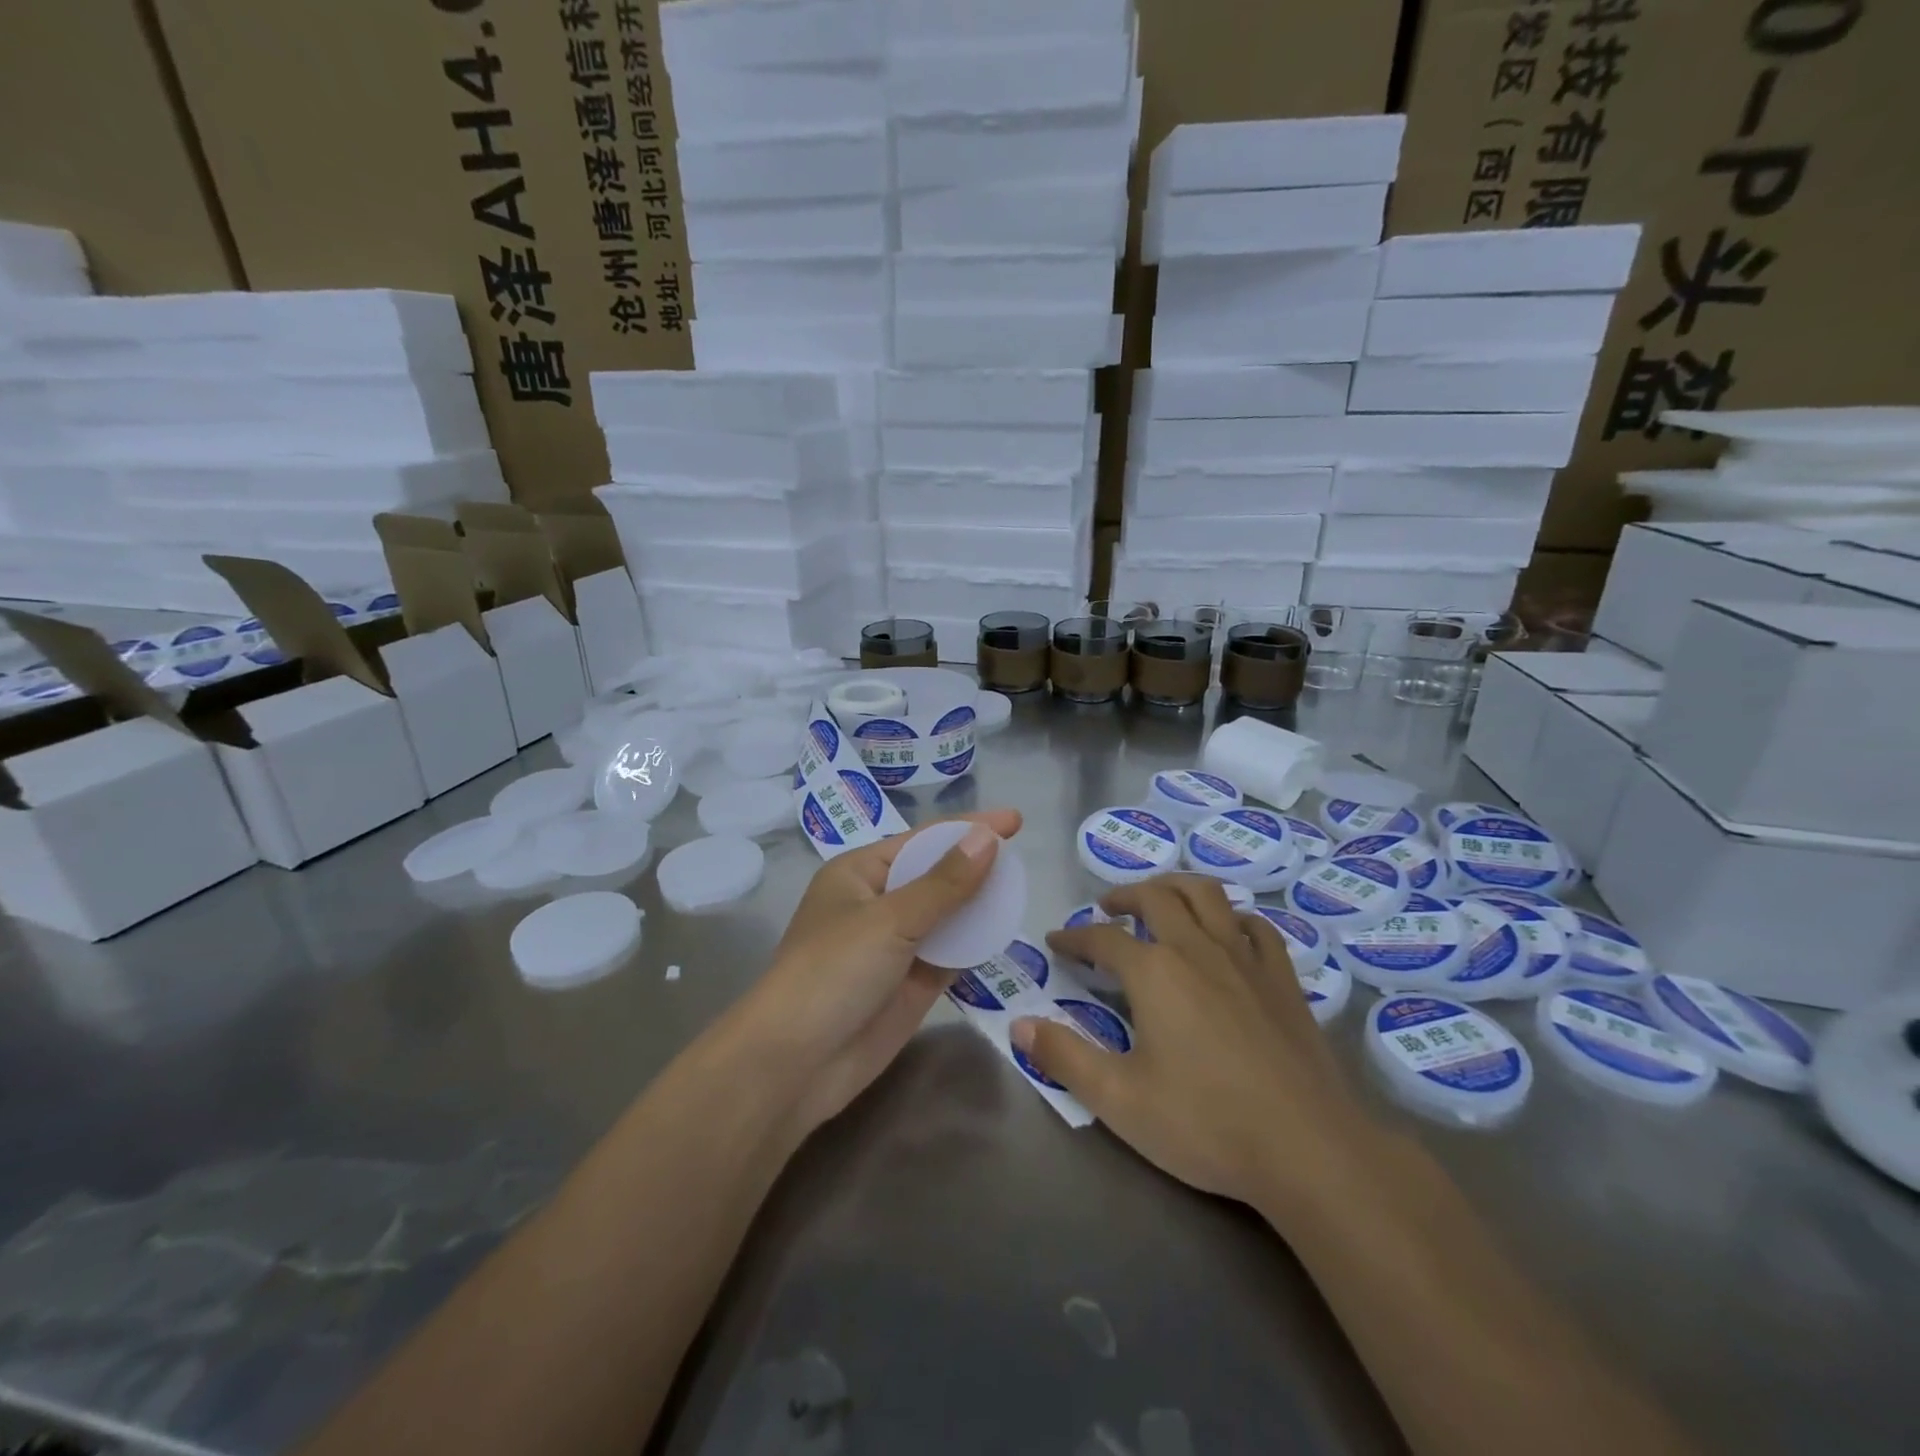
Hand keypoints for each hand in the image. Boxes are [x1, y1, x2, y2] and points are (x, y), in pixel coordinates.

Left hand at [726, 809, 1022, 1140]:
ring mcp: (894, 945)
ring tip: (1021, 890)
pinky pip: (950, 952)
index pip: (923, 840)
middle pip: (936, 874)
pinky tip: (1003, 930)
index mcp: (859, 873)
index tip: (1014, 820)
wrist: (796, 1064)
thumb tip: (987, 838)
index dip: (968, 828)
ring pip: (946, 914)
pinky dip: (974, 942)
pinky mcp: (910, 983)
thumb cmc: (833, 972)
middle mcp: (877, 903)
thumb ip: (945, 883)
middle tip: (1022, 857)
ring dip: (979, 904)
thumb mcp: (891, 920)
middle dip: (975, 864)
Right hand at [1026, 874, 1375, 1213]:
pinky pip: (1257, 927)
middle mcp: (1197, 949)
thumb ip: (1065, 1058)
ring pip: (1207, 895)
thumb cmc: (1206, 1124)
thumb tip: (1020, 1023)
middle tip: (1107, 909)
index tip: (1056, 941)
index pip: (1102, 938)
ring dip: (1176, 887)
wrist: (1309, 1149)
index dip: (1074, 937)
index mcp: (1154, 972)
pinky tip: (1228, 932)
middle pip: (1156, 898)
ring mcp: (1245, 959)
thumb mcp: (1120, 1099)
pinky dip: (1234, 918)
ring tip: (1161, 899)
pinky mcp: (1283, 979)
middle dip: (1124, 896)